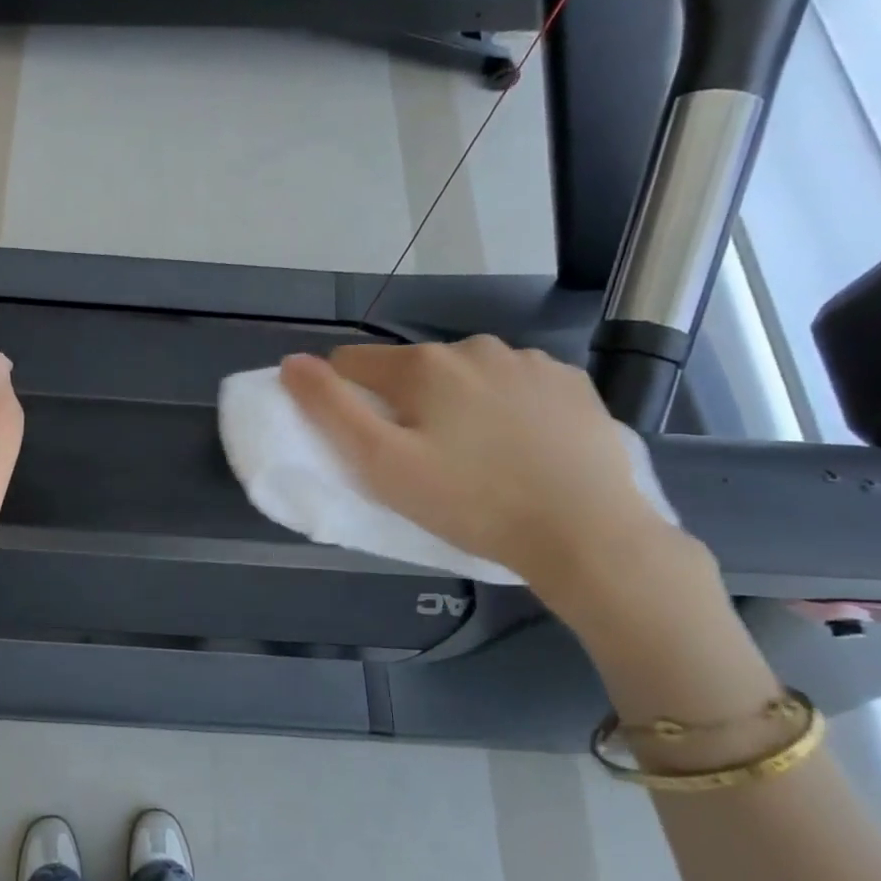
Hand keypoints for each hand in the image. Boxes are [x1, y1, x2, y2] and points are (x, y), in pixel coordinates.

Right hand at [281, 337, 674, 589]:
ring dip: (456, 402)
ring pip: (464, 375)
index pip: (352, 364)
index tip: (367, 444)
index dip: (346, 400)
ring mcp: (528, 361)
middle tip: (425, 460)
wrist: (587, 533)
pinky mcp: (570, 382)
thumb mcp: (382, 464)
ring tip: (477, 455)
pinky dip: (506, 406)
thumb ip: (330, 409)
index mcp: (423, 365)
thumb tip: (292, 362)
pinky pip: (515, 384)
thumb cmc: (471, 502)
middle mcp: (473, 347)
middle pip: (411, 369)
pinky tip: (522, 446)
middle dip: (405, 403)